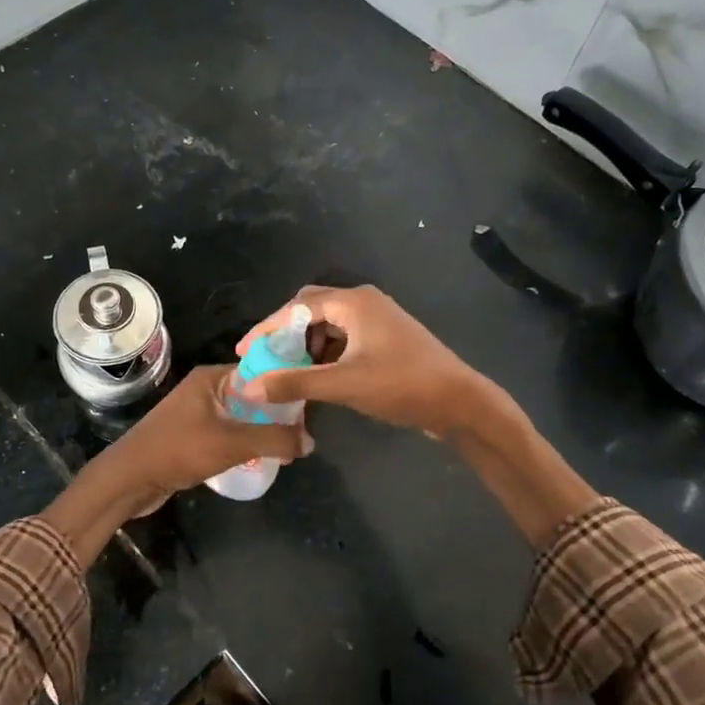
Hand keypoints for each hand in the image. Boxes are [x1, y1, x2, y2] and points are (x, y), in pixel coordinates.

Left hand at [105, 365, 311, 509]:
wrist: (130, 479)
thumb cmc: (180, 450)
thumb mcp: (233, 443)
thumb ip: (274, 439)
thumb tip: (310, 441)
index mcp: (212, 377)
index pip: (260, 372)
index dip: (285, 387)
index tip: (311, 406)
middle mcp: (205, 388)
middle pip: (253, 395)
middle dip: (277, 413)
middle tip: (302, 434)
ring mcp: (197, 412)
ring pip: (241, 416)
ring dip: (262, 430)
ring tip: (287, 449)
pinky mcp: (192, 434)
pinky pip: (229, 432)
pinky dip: (245, 442)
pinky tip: (260, 458)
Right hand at [238, 285, 483, 434]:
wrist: (460, 402)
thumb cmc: (401, 385)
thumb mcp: (343, 385)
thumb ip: (294, 383)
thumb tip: (248, 388)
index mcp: (354, 302)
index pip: (296, 307)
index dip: (266, 329)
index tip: (244, 351)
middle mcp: (364, 302)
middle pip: (311, 309)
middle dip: (286, 334)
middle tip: (266, 360)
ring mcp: (378, 320)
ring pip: (328, 325)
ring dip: (306, 346)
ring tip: (290, 373)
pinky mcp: (386, 338)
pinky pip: (345, 338)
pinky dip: (326, 354)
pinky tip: (319, 377)